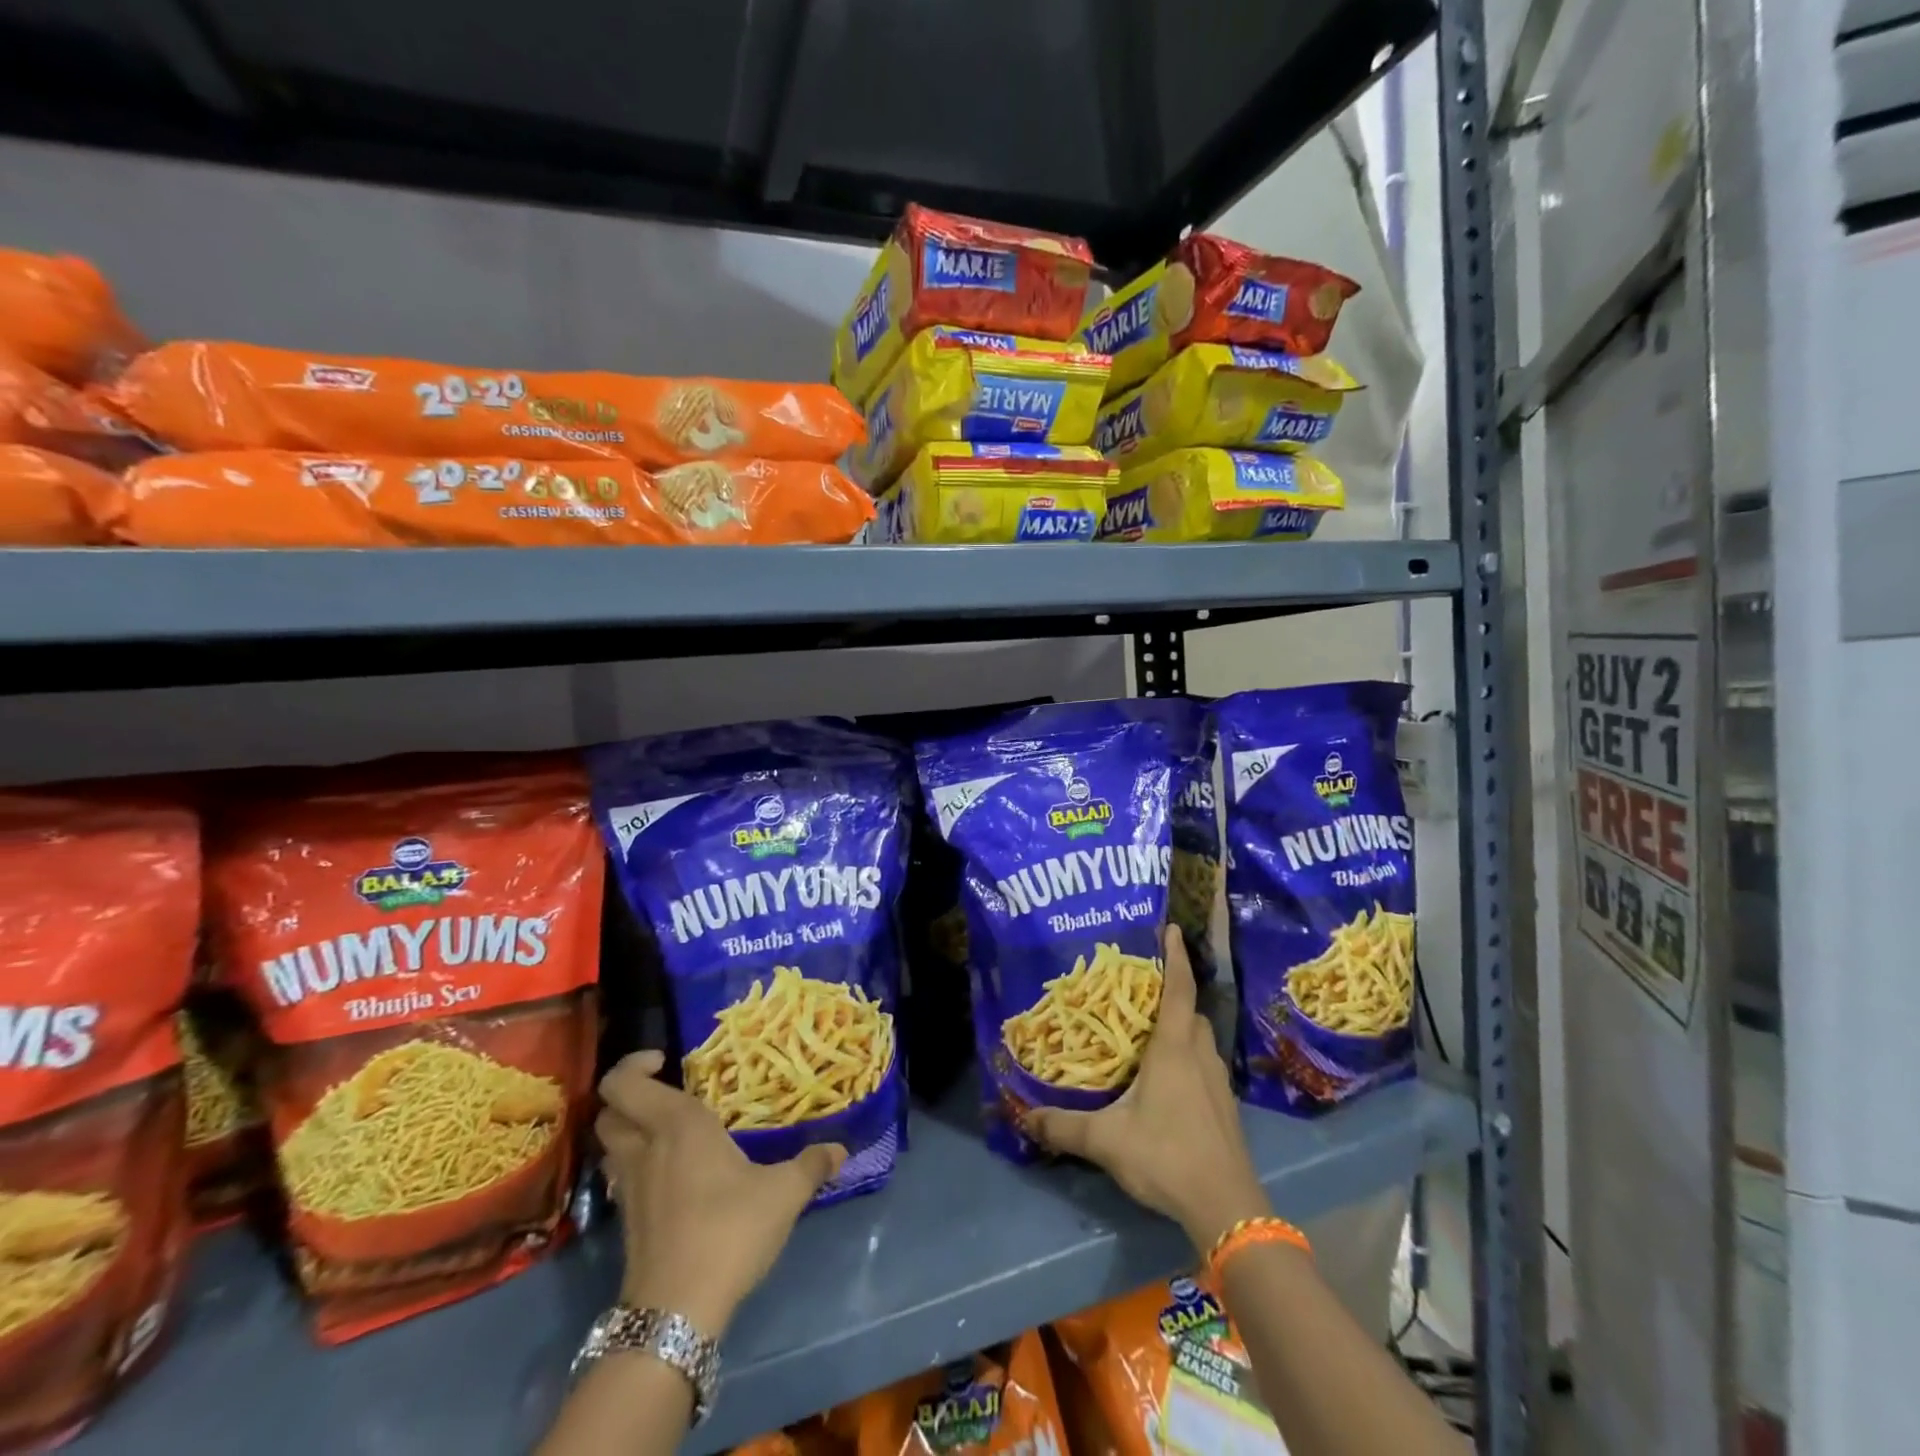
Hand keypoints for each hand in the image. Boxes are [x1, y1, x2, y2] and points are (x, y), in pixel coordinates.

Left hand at [596, 1051, 845, 1337]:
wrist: (677, 1313)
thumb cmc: (729, 1231)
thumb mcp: (783, 1194)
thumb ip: (811, 1165)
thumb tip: (839, 1149)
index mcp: (677, 1125)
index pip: (624, 1082)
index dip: (633, 1063)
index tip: (665, 1060)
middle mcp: (645, 1148)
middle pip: (608, 1110)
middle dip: (628, 1094)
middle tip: (666, 1090)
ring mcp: (630, 1187)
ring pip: (610, 1144)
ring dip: (628, 1129)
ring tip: (668, 1130)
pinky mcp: (628, 1222)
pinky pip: (621, 1176)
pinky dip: (636, 1164)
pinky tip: (670, 1174)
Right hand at [1022, 925, 1271, 1250]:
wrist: (1226, 1206)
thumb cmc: (1166, 1155)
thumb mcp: (1106, 1140)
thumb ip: (1063, 1127)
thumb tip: (1024, 1116)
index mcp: (1174, 1049)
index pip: (1179, 989)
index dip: (1175, 956)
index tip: (1169, 928)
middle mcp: (1199, 1055)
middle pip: (1190, 1010)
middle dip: (1173, 993)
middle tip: (1143, 988)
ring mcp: (1218, 1082)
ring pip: (1200, 1038)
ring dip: (1181, 1025)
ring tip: (1151, 1030)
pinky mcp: (1225, 1107)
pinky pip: (1205, 1063)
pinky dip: (1188, 1056)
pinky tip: (1169, 1080)